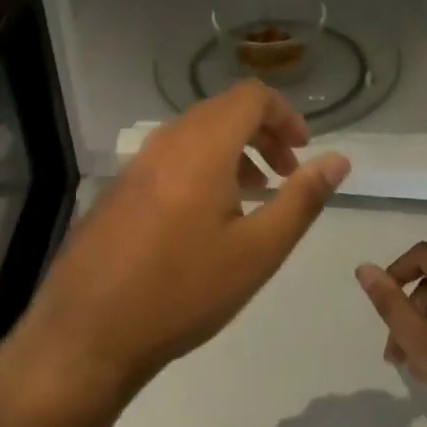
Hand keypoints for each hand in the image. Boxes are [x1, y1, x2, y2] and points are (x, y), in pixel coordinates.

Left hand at [17, 81, 350, 402]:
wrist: (88, 330)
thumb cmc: (183, 290)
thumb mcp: (257, 251)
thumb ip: (302, 199)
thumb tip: (338, 160)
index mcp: (202, 145)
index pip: (251, 96)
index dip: (284, 114)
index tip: (303, 152)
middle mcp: (167, 140)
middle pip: (223, 110)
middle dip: (262, 133)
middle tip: (287, 173)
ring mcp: (137, 162)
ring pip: (196, 132)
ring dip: (233, 150)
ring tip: (255, 194)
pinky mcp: (120, 185)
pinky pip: (171, 155)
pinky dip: (202, 164)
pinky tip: (208, 214)